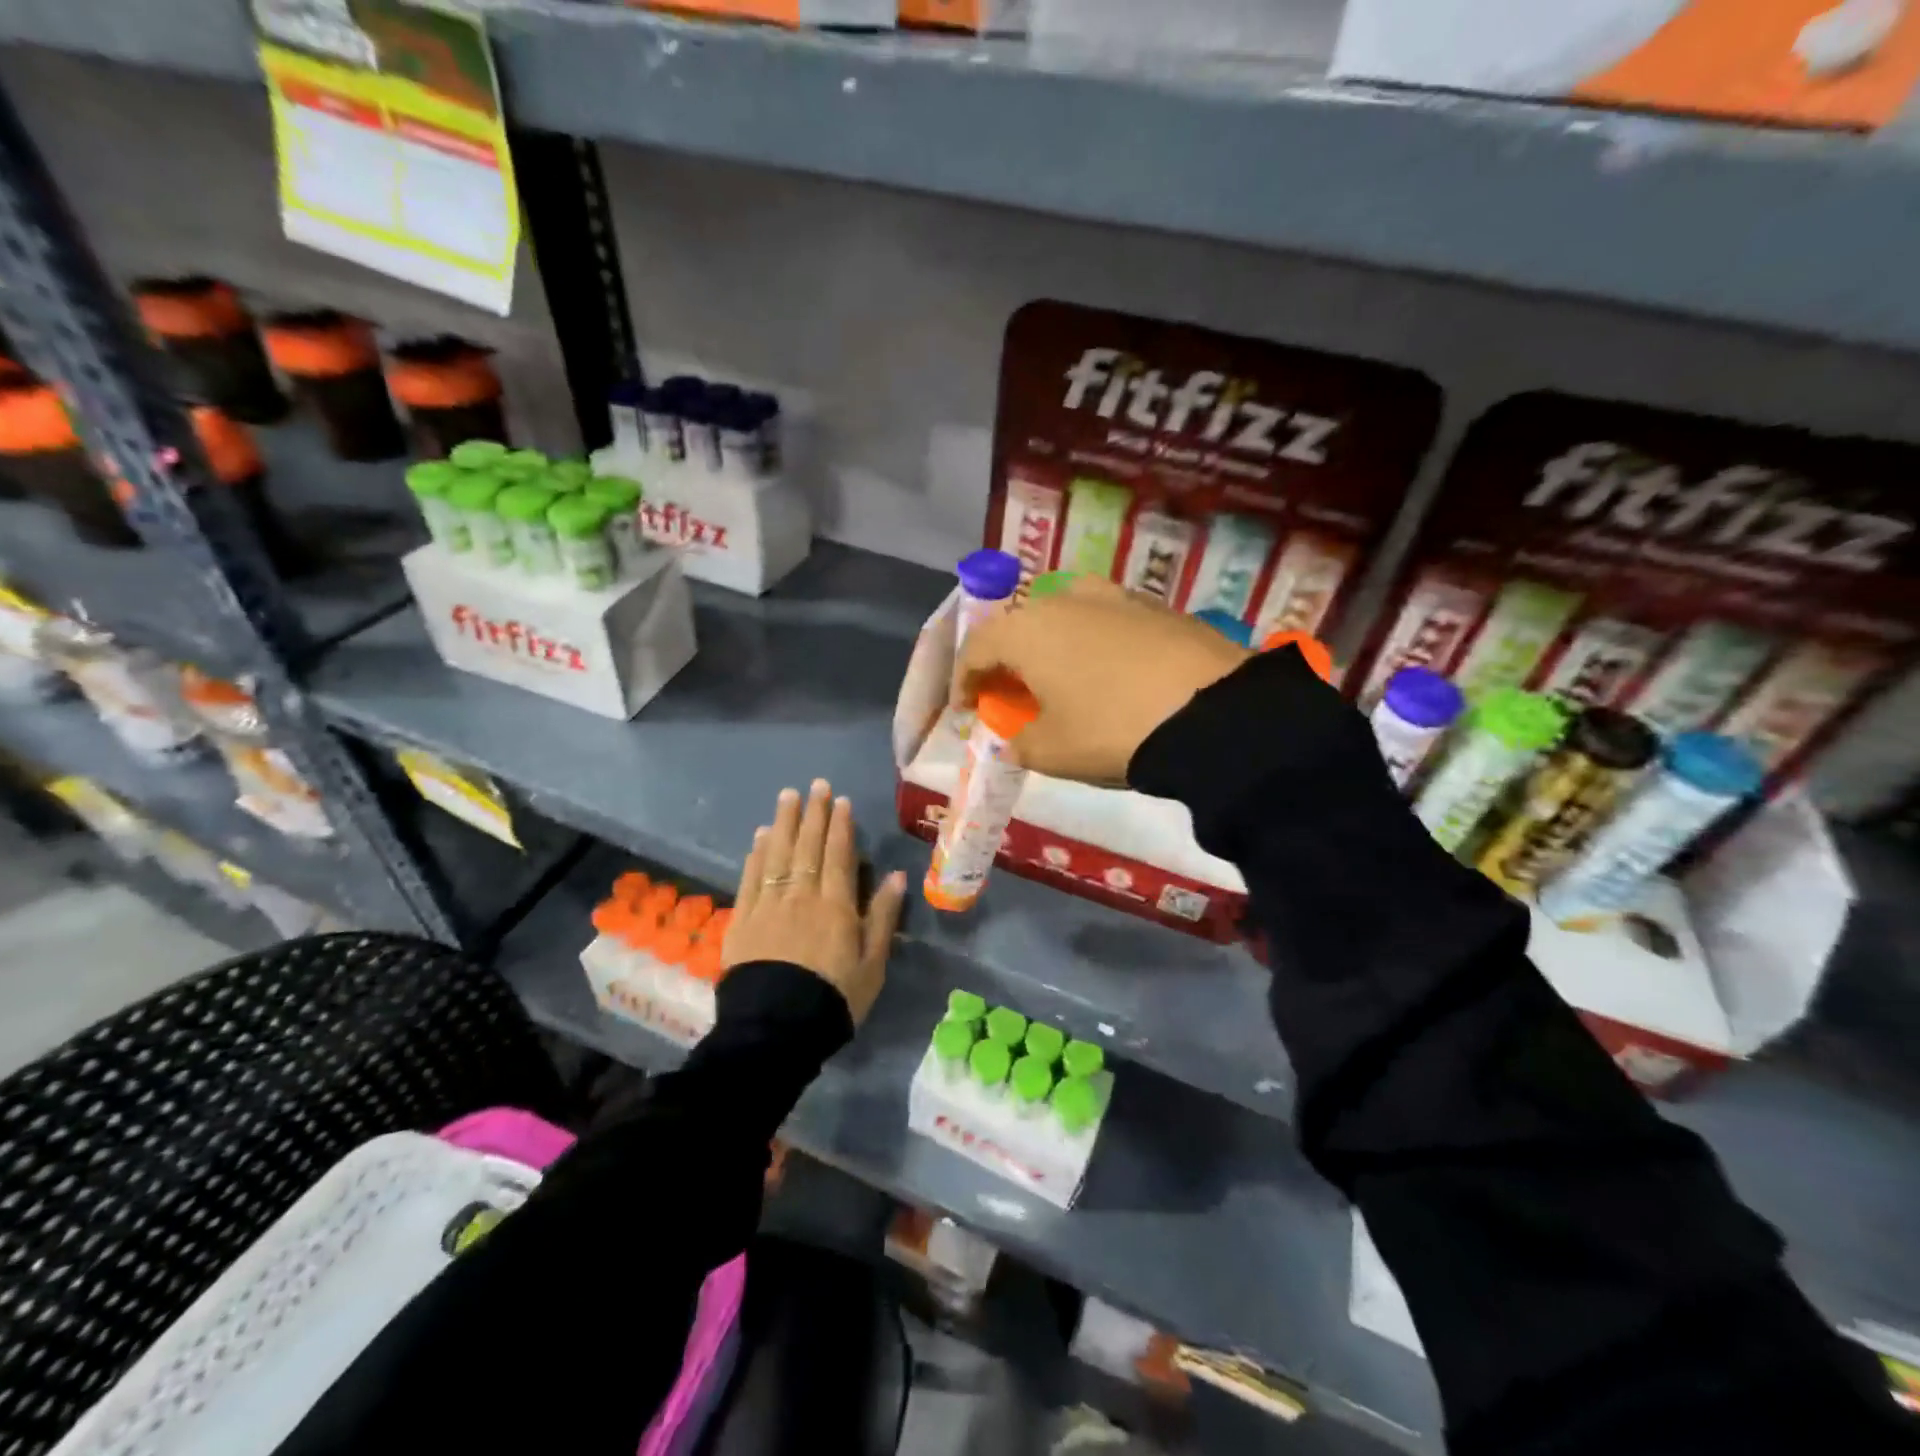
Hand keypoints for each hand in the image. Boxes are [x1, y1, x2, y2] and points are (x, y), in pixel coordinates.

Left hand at [723, 779, 906, 1025]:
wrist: (776, 1029)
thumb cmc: (833, 999)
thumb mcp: (872, 964)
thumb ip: (882, 917)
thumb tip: (898, 876)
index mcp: (836, 905)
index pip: (838, 854)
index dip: (840, 825)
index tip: (841, 801)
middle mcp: (801, 895)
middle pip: (808, 846)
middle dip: (813, 814)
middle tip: (816, 786)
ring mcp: (768, 905)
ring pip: (778, 854)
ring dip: (785, 823)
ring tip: (788, 797)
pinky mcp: (742, 920)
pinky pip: (750, 878)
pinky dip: (757, 854)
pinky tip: (761, 836)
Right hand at [957, 575, 1251, 783]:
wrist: (1210, 712)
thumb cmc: (1110, 730)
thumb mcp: (1052, 752)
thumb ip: (1019, 744)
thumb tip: (1015, 740)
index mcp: (1026, 630)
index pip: (977, 648)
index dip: (964, 681)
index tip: (966, 709)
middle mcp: (1063, 600)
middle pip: (1019, 627)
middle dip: (1007, 662)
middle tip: (1010, 695)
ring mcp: (1113, 596)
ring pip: (1063, 617)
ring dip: (1050, 647)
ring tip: (1059, 680)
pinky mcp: (1154, 605)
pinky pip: (1104, 621)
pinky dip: (1091, 644)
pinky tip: (1107, 673)